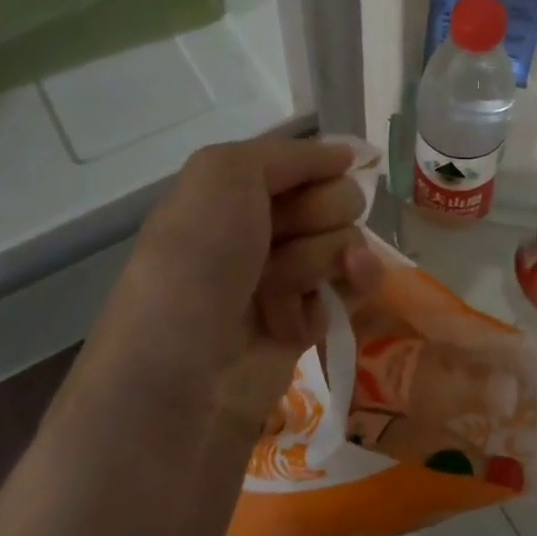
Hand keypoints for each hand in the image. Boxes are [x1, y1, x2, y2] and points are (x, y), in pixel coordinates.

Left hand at [0, 137, 379, 535]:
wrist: (183, 382)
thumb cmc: (195, 266)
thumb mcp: (221, 176)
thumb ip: (286, 153)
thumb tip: (347, 153)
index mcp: (231, 194)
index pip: (306, 163)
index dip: (317, 171)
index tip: (316, 184)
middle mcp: (259, 231)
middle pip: (336, 199)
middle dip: (319, 218)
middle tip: (277, 248)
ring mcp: (285, 279)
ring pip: (347, 243)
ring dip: (323, 261)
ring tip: (283, 293)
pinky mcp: (307, 323)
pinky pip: (353, 287)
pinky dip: (347, 291)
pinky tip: (324, 307)